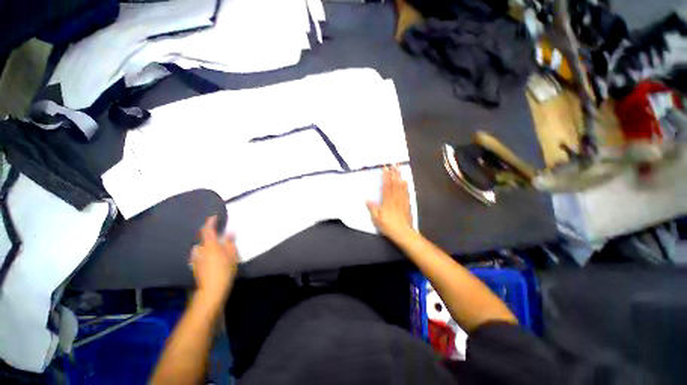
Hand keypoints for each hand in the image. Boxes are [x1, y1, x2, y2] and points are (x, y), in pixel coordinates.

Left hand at [190, 216, 238, 305]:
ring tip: (212, 242)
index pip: (208, 230)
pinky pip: (199, 253)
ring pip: (200, 245)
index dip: (210, 222)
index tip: (214, 216)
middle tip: (215, 229)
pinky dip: (203, 250)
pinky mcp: (195, 266)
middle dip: (208, 232)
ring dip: (205, 241)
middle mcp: (200, 249)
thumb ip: (230, 242)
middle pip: (202, 237)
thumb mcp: (232, 254)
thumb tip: (229, 231)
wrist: (212, 289)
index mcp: (210, 245)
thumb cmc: (224, 270)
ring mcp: (196, 258)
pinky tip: (207, 254)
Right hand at [367, 166, 413, 239]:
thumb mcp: (376, 219)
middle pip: (395, 184)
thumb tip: (366, 198)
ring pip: (401, 186)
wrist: (403, 233)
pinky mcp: (407, 204)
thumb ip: (372, 207)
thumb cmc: (388, 226)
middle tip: (394, 163)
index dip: (386, 177)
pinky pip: (406, 192)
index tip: (385, 168)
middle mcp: (395, 198)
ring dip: (400, 176)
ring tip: (399, 168)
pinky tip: (405, 181)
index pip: (386, 186)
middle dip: (394, 173)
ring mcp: (402, 200)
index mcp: (387, 201)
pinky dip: (406, 185)